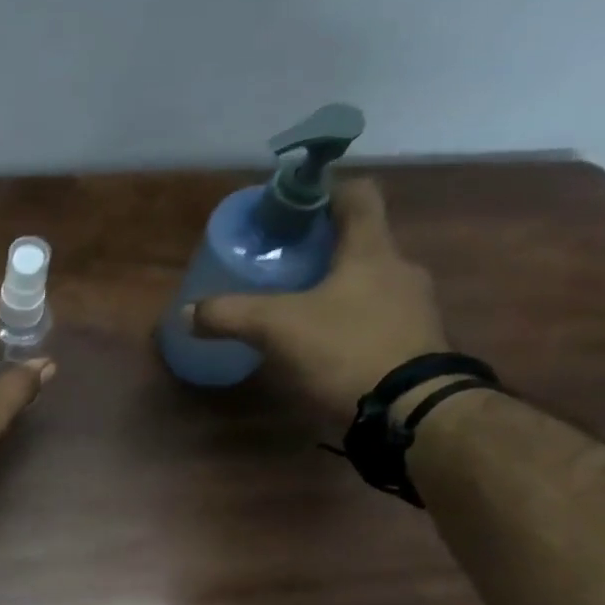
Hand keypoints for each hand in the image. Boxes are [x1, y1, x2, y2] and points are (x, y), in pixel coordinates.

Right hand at [192, 180, 449, 421]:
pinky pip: (378, 322)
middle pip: (362, 244)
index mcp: (372, 251)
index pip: (358, 196)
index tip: (296, 205)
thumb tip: (188, 312)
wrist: (409, 412)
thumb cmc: (345, 350)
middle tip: (285, 266)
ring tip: (300, 312)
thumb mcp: (277, 329)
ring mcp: (415, 311)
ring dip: (338, 291)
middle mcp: (401, 271)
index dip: (327, 192)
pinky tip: (324, 349)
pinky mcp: (416, 347)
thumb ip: (230, 314)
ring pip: (370, 285)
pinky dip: (350, 326)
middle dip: (324, 251)